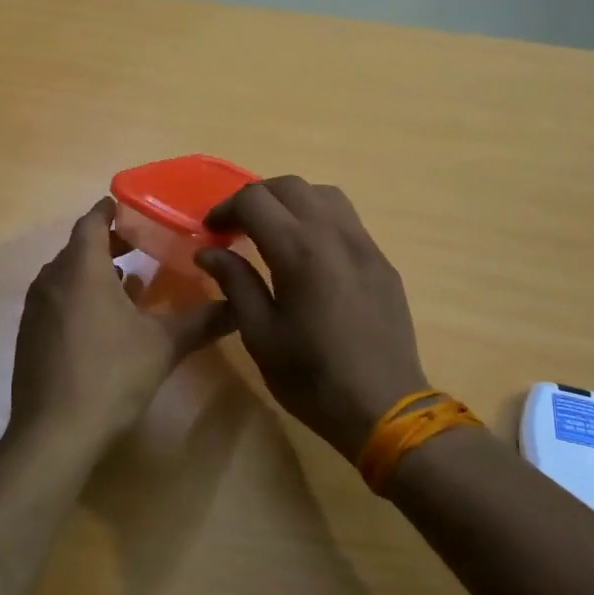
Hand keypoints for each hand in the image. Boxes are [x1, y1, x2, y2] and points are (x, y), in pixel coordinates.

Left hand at [9, 198, 235, 453]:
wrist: (53, 433)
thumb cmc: (110, 375)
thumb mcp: (164, 345)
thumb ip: (202, 321)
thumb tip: (239, 305)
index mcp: (81, 269)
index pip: (92, 222)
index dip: (111, 211)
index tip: (131, 206)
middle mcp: (52, 280)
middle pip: (79, 247)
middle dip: (109, 242)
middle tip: (142, 243)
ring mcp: (36, 310)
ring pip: (66, 275)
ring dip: (95, 272)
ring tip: (131, 281)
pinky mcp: (29, 336)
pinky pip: (57, 300)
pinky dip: (80, 297)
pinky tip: (106, 321)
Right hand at [197, 177, 428, 460]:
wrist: (384, 407)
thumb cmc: (312, 377)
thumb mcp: (260, 334)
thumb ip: (235, 283)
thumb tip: (209, 251)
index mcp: (299, 251)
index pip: (255, 200)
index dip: (226, 209)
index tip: (211, 233)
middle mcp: (335, 234)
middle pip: (290, 186)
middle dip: (256, 198)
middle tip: (237, 228)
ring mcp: (365, 245)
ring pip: (324, 195)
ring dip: (291, 202)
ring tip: (274, 233)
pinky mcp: (382, 261)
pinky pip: (347, 220)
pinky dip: (319, 219)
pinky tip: (309, 254)